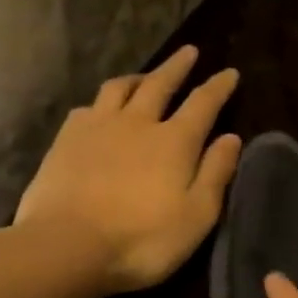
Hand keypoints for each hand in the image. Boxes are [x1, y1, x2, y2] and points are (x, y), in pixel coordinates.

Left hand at [15, 47, 241, 293]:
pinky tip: (98, 110)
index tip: (229, 72)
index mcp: (175, 141)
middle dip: (177, 67)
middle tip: (188, 51)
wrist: (64, 246)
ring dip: (137, 77)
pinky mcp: (66, 140)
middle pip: (160, 84)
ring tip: (144, 76)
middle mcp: (138, 123)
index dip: (219, 86)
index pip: (203, 103)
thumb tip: (232, 137)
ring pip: (119, 88)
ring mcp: (98, 127)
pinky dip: (100, 103)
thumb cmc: (141, 239)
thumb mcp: (196, 215)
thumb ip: (215, 173)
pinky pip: (86, 108)